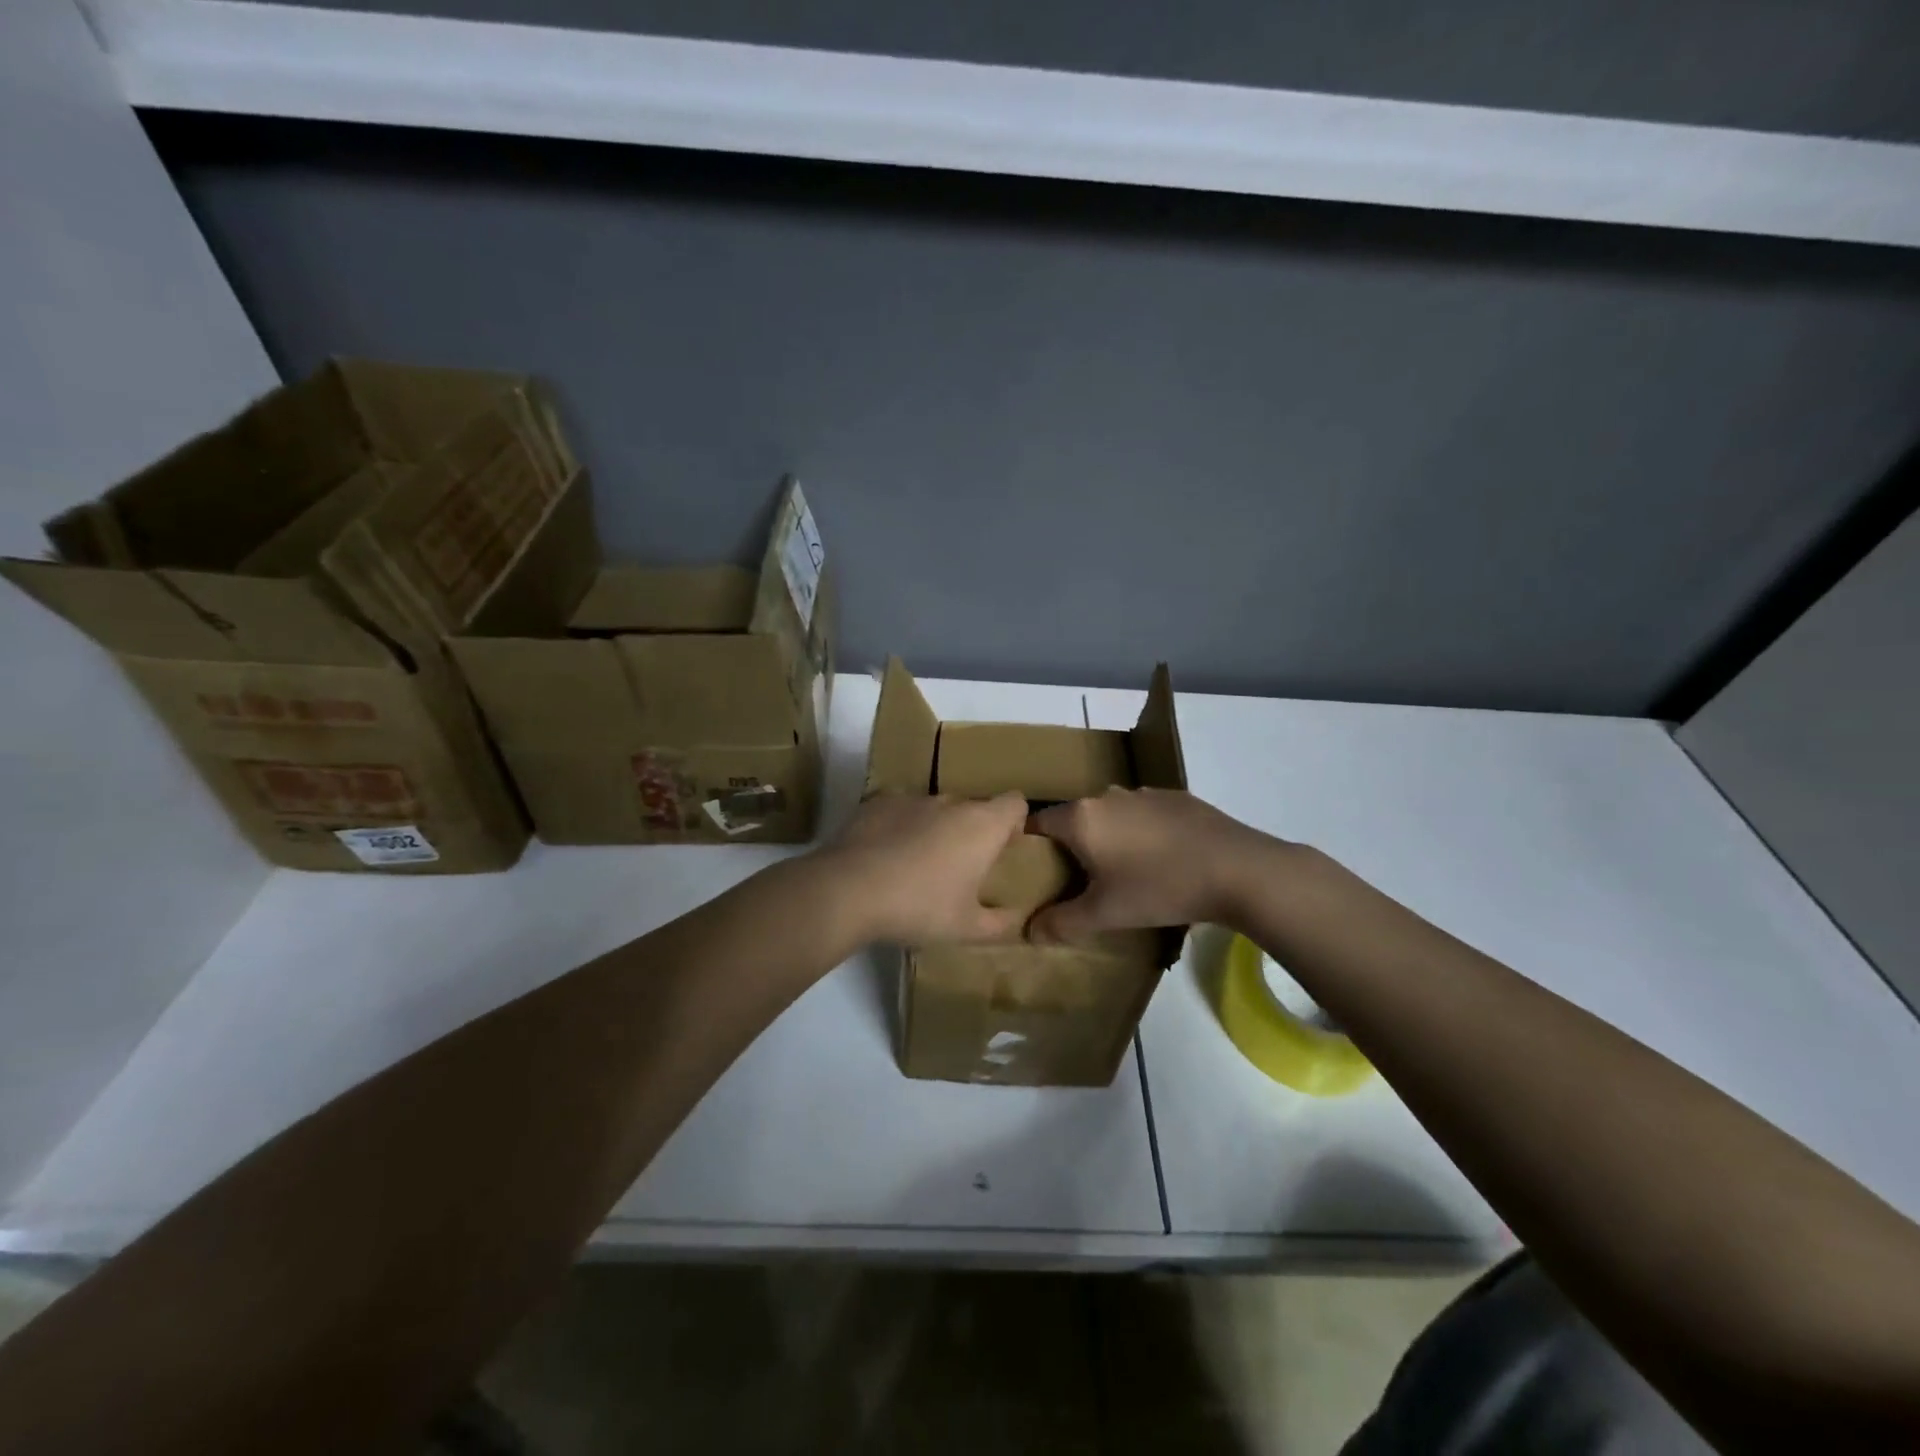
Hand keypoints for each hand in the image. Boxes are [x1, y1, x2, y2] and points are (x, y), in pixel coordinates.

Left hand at [817, 793, 1030, 944]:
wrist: (848, 890)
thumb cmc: (919, 907)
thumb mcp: (967, 928)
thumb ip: (1001, 924)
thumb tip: (1018, 920)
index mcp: (981, 825)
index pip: (1015, 803)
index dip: (1015, 822)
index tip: (1003, 849)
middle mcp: (950, 802)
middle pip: (973, 807)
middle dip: (972, 832)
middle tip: (960, 869)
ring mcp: (911, 798)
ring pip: (935, 809)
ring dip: (935, 829)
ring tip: (917, 866)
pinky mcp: (877, 802)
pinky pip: (900, 811)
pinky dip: (900, 827)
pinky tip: (885, 857)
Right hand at [1027, 787, 1278, 942]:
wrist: (1237, 869)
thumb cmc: (1160, 888)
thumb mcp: (1106, 914)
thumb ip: (1062, 923)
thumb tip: (1029, 932)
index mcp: (1082, 818)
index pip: (1037, 822)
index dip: (1028, 845)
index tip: (1031, 870)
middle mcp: (1107, 796)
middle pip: (1074, 818)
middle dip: (1070, 846)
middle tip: (1076, 880)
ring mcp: (1144, 793)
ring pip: (1110, 815)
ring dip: (1108, 838)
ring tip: (1121, 872)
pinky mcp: (1176, 798)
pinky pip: (1143, 814)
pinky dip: (1141, 833)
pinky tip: (1160, 860)